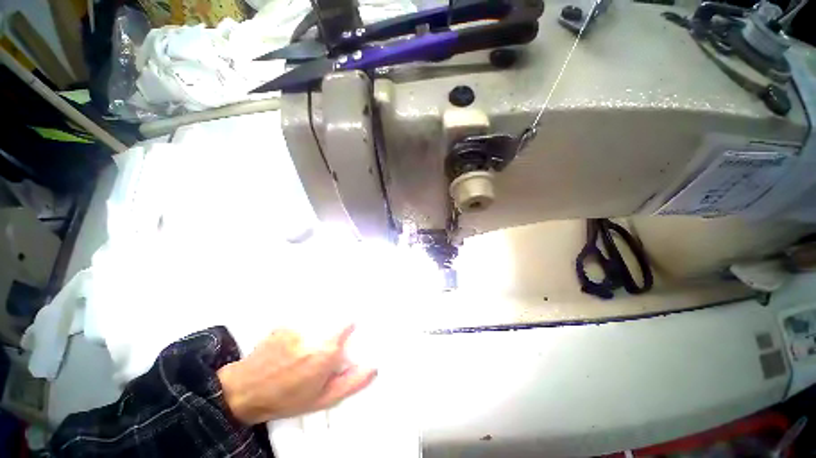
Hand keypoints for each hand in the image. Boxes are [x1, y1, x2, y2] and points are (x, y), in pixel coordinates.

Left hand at [217, 325, 376, 424]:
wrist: (245, 391)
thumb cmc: (286, 399)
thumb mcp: (323, 399)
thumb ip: (352, 382)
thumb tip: (373, 368)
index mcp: (325, 352)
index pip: (349, 322)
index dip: (350, 327)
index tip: (348, 335)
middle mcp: (313, 334)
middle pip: (335, 321)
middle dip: (334, 332)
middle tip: (323, 351)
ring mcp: (296, 327)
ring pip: (318, 320)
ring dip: (317, 331)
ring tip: (304, 351)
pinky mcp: (284, 324)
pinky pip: (302, 321)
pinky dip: (302, 331)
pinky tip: (291, 347)